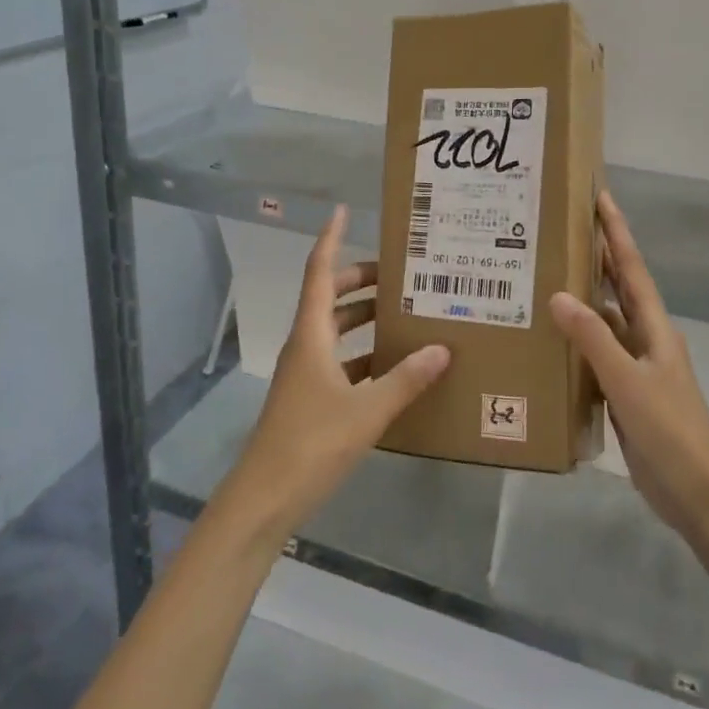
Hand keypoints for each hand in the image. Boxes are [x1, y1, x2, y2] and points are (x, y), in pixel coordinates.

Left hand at [222, 206, 449, 537]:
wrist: (266, 497)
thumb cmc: (311, 442)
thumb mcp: (367, 410)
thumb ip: (406, 378)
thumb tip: (443, 348)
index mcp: (312, 335)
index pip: (319, 272)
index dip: (330, 239)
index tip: (343, 211)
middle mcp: (306, 346)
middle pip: (329, 298)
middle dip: (359, 281)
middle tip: (399, 275)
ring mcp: (306, 374)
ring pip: (336, 331)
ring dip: (363, 319)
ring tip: (403, 314)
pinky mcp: (311, 399)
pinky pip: (341, 363)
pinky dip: (364, 356)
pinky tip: (394, 367)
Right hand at [549, 191, 708, 543]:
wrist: (698, 492)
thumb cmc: (670, 430)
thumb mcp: (628, 382)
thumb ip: (593, 339)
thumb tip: (558, 295)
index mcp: (655, 328)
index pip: (632, 268)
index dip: (616, 232)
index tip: (600, 197)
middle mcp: (646, 339)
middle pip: (619, 287)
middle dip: (598, 256)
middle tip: (563, 229)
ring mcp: (636, 367)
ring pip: (605, 322)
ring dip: (582, 299)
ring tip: (545, 277)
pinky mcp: (624, 393)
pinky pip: (596, 355)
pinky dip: (576, 341)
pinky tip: (550, 340)